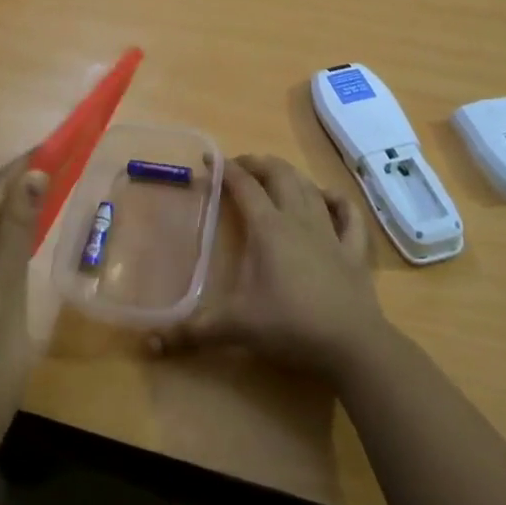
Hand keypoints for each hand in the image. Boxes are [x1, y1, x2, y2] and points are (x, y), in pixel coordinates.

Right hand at [150, 154, 385, 380]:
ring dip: (292, 175)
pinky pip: (349, 215)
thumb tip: (151, 343)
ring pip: (311, 188)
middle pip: (280, 175)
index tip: (209, 160)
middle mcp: (299, 220)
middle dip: (259, 163)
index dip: (226, 169)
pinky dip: (338, 201)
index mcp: (269, 229)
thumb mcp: (237, 327)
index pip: (244, 187)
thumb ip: (194, 331)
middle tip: (242, 165)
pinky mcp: (354, 251)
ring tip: (277, 174)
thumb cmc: (291, 326)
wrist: (352, 344)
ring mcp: (331, 232)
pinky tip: (329, 198)